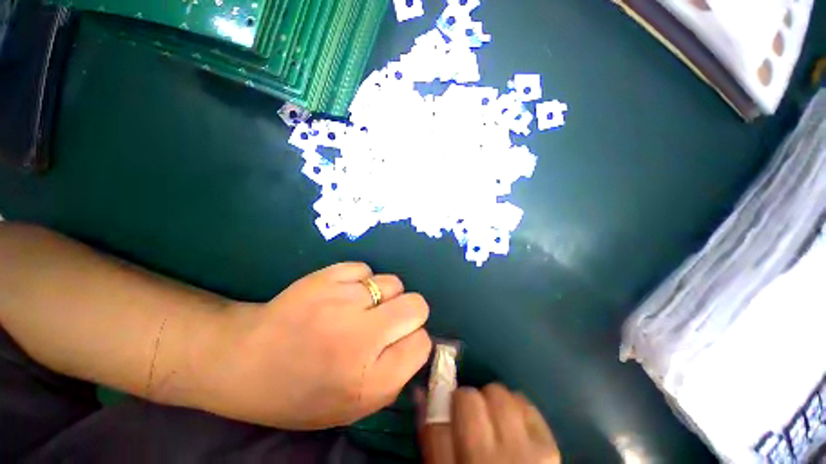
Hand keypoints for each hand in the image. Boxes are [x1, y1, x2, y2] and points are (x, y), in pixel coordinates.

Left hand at [194, 262, 431, 429]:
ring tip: (361, 305)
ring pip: (393, 283)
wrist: (243, 360)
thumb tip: (417, 340)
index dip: (414, 340)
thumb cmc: (299, 392)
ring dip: (383, 294)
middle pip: (417, 305)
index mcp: (369, 381)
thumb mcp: (352, 407)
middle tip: (387, 319)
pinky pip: (365, 269)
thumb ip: (394, 376)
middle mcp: (360, 338)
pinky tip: (343, 293)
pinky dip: (360, 280)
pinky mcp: (326, 277)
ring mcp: (342, 302)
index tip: (398, 341)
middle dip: (409, 312)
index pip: (422, 343)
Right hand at [419, 384, 559, 463]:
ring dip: (491, 400)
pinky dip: (514, 406)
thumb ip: (432, 435)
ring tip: (492, 420)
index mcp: (468, 462)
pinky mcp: (549, 445)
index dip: (447, 401)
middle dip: (468, 400)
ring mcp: (529, 450)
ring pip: (500, 393)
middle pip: (473, 397)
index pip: (449, 410)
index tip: (448, 405)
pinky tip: (512, 424)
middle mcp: (498, 456)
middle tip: (471, 418)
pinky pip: (525, 403)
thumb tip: (421, 391)